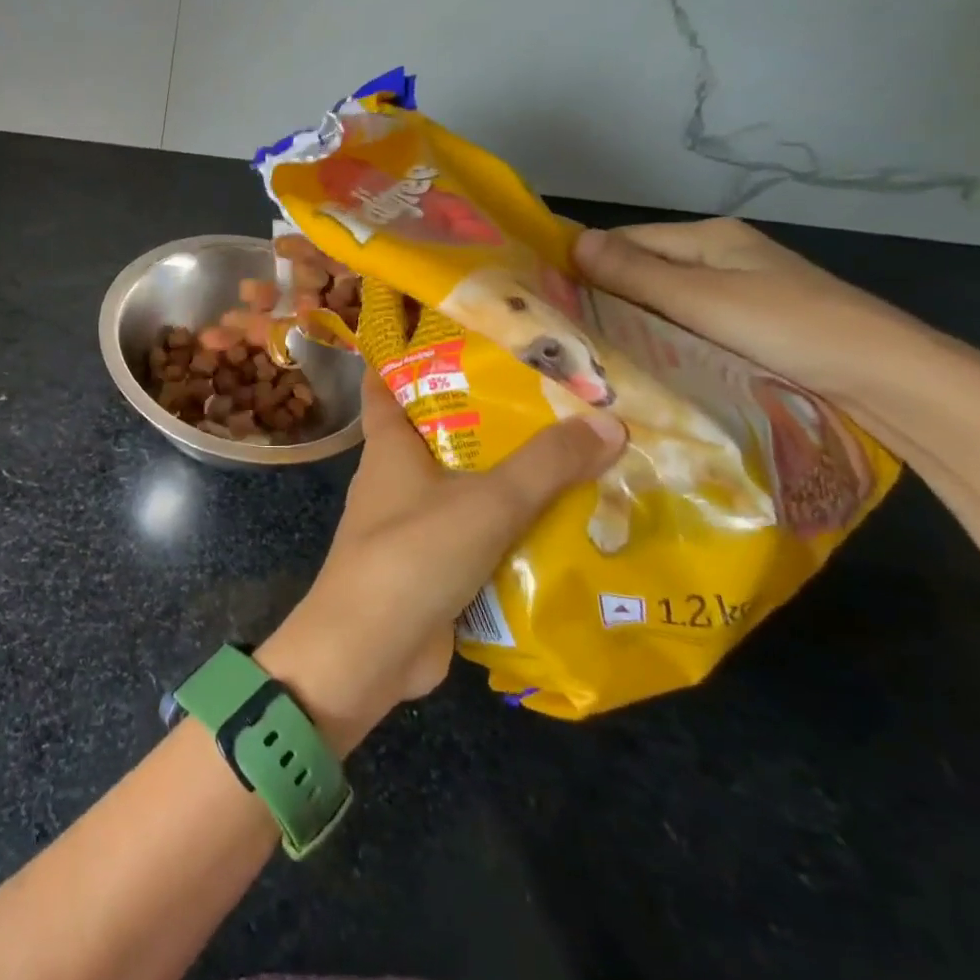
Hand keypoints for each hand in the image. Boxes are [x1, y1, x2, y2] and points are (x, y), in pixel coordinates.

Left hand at [256, 369, 623, 751]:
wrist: (370, 648)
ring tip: (572, 453)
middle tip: (548, 393)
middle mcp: (394, 478)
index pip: (384, 384)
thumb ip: (545, 464)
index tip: (448, 331)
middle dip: (484, 415)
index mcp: (389, 447)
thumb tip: (608, 420)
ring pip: (461, 485)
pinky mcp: (430, 565)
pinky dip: (507, 526)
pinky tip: (560, 524)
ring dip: (504, 475)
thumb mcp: (486, 502)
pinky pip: (474, 533)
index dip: (405, 354)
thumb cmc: (413, 554)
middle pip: (437, 433)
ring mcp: (409, 524)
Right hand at [573, 218, 924, 407]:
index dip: (584, 265)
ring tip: (589, 351)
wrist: (894, 382)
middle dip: (603, 297)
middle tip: (562, 332)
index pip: (624, 241)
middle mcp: (720, 257)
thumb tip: (572, 241)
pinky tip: (639, 362)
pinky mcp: (748, 327)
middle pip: (641, 271)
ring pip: (661, 301)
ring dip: (630, 321)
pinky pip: (685, 325)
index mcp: (710, 238)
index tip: (546, 298)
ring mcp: (737, 293)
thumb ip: (636, 273)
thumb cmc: (792, 329)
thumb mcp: (703, 300)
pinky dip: (659, 339)